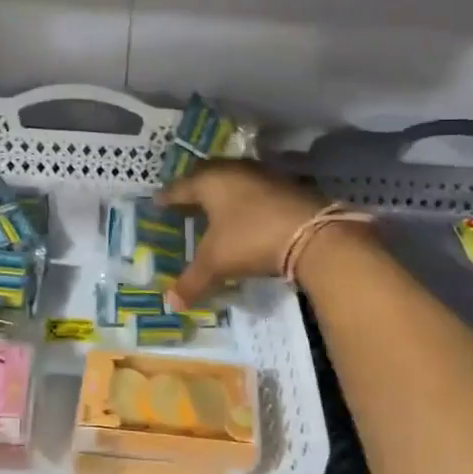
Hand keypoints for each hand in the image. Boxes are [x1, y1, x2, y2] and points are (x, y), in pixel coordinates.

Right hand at [157, 161, 329, 305]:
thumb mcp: (217, 262)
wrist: (314, 234)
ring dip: (225, 192)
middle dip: (196, 188)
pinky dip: (249, 200)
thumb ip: (192, 281)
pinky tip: (249, 214)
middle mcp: (235, 170)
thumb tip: (171, 303)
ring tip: (217, 207)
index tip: (158, 202)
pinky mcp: (289, 185)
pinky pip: (258, 189)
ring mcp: (265, 175)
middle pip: (209, 175)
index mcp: (211, 181)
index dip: (169, 197)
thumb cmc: (252, 240)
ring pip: (236, 180)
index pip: (181, 187)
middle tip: (186, 200)